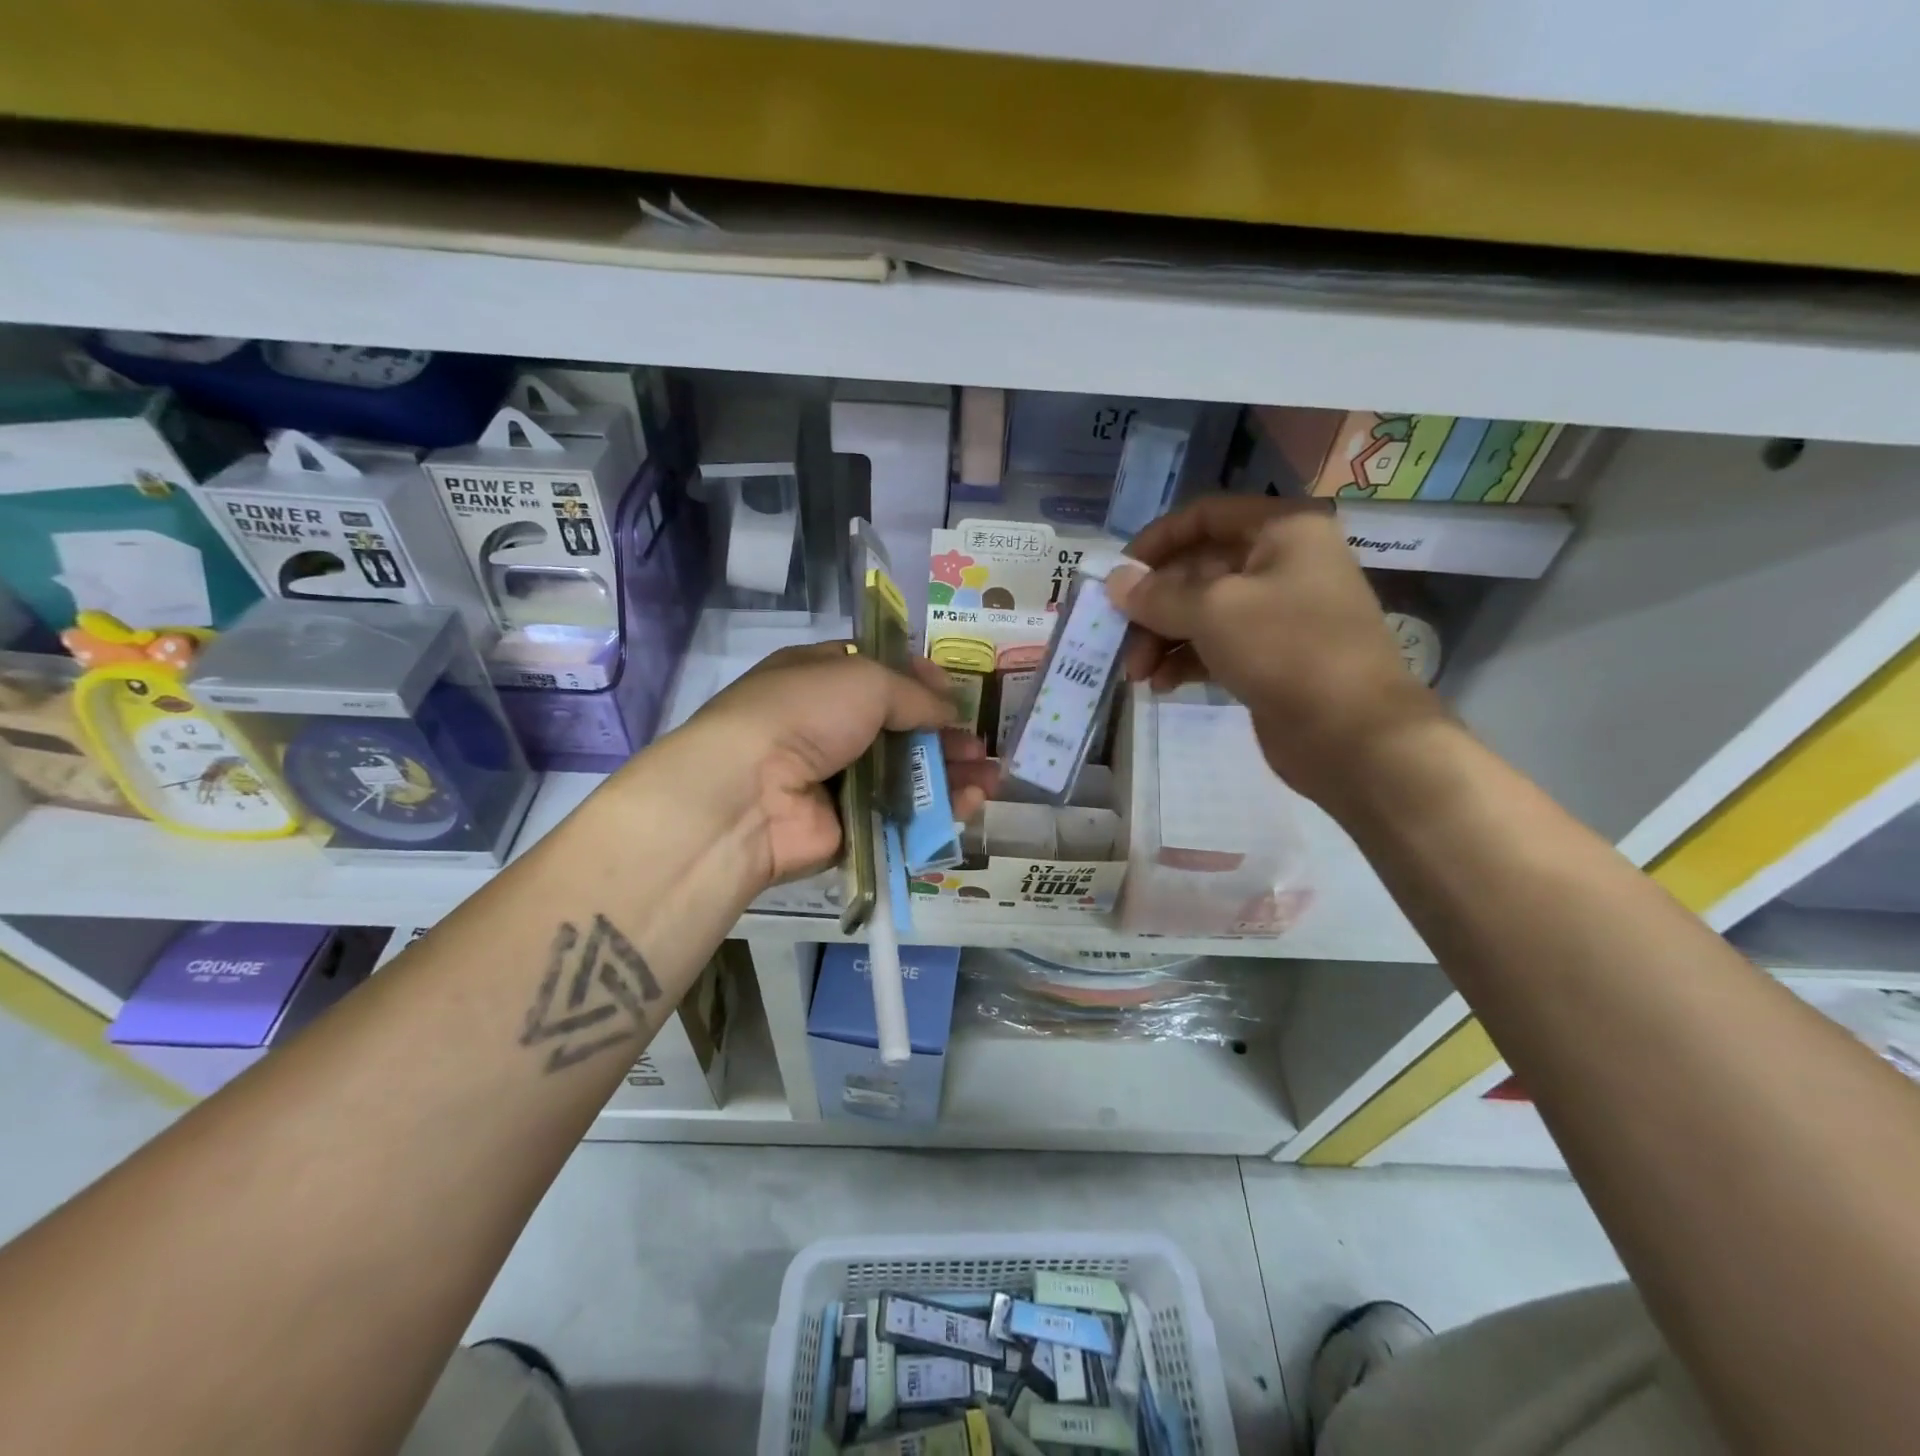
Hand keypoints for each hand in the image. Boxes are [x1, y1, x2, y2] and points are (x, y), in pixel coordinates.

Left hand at [643, 642, 996, 890]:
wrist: (749, 792)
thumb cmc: (804, 713)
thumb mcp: (865, 680)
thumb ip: (914, 694)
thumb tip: (948, 711)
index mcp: (822, 679)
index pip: (880, 674)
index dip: (920, 681)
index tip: (954, 692)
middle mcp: (830, 726)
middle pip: (900, 729)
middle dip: (944, 735)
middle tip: (979, 745)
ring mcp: (839, 779)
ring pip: (907, 775)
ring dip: (951, 774)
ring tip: (991, 778)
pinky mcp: (851, 825)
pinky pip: (902, 815)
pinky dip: (938, 810)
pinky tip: (971, 803)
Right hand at [1104, 496, 1445, 804]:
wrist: (1353, 734)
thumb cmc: (1288, 650)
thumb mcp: (1214, 612)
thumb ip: (1158, 595)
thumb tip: (1115, 581)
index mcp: (1282, 531)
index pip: (1206, 516)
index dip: (1157, 541)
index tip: (1120, 575)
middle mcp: (1282, 564)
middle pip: (1198, 571)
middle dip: (1154, 606)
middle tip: (1119, 640)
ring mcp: (1279, 614)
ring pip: (1203, 613)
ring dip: (1163, 639)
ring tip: (1137, 674)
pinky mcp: (1272, 658)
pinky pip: (1216, 647)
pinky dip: (1185, 661)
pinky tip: (1161, 685)